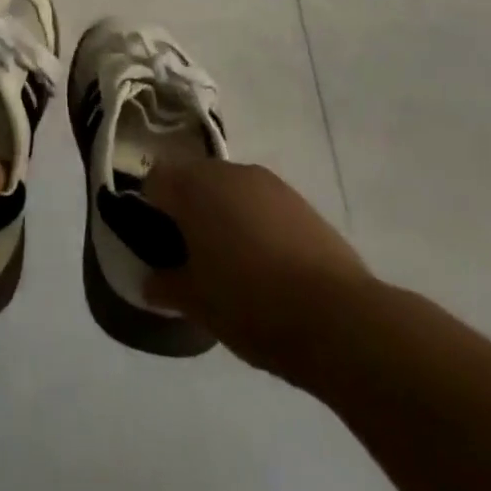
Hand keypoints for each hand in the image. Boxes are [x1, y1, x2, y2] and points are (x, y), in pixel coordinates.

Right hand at [143, 160, 371, 380]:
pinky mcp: (302, 203)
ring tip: (232, 263)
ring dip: (223, 215)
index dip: (150, 210)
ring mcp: (269, 184)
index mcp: (193, 187)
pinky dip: (256, 224)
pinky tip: (267, 265)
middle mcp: (228, 172)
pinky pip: (263, 205)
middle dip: (188, 210)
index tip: (158, 246)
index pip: (155, 181)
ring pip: (230, 191)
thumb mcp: (196, 303)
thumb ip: (166, 286)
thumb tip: (150, 283)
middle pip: (193, 180)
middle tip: (191, 256)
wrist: (339, 319)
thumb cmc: (250, 303)